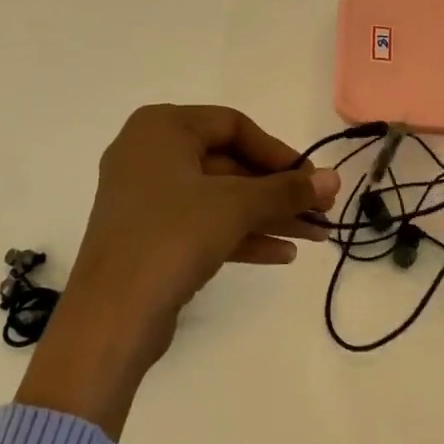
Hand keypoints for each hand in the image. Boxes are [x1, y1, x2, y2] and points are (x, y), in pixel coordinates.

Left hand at [15, 104, 337, 436]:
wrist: (110, 319)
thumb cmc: (171, 237)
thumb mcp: (234, 207)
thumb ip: (285, 190)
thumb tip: (334, 179)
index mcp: (161, 127)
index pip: (233, 125)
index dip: (277, 152)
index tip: (310, 179)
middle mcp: (150, 153)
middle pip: (228, 163)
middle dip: (276, 192)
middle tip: (320, 212)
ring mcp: (147, 197)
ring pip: (218, 197)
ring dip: (266, 216)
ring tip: (314, 236)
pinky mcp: (149, 236)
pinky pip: (202, 223)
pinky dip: (240, 235)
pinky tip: (282, 254)